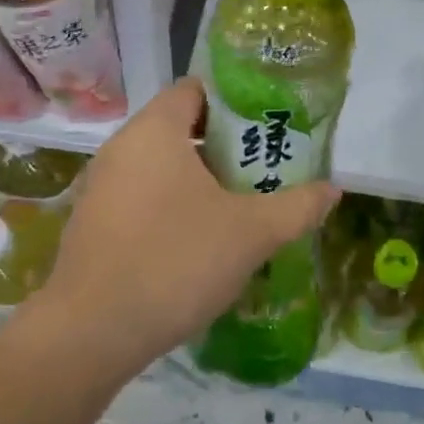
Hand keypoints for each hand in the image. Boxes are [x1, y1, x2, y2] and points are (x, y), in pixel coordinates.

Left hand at [35, 77, 339, 379]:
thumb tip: (334, 190)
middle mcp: (122, 147)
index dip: (235, 99)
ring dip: (199, 177)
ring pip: (161, 164)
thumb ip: (297, 207)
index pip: (196, 89)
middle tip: (263, 164)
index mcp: (155, 131)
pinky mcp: (93, 222)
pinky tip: (199, 238)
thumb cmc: (174, 261)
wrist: (90, 334)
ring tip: (240, 201)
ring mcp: (101, 186)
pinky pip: (141, 194)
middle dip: (224, 143)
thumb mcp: (251, 233)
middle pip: (180, 126)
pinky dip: (172, 202)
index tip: (267, 122)